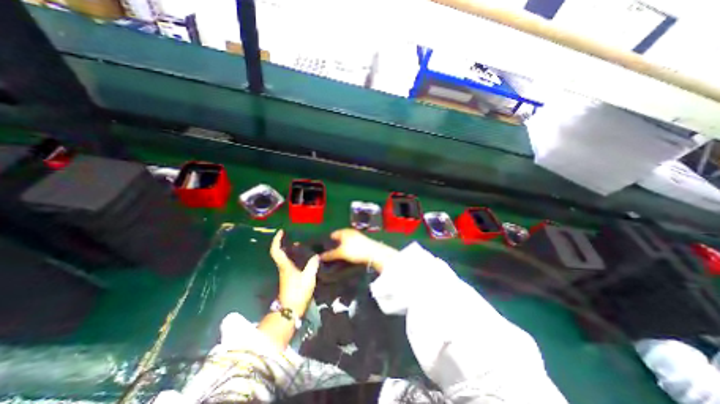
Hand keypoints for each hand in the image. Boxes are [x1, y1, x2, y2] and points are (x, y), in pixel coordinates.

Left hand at [271, 228, 316, 317]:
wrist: (291, 309)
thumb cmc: (297, 292)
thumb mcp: (308, 277)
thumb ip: (312, 265)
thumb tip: (316, 256)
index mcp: (285, 265)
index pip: (276, 250)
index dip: (277, 240)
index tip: (282, 232)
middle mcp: (283, 267)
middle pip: (280, 252)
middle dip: (285, 243)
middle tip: (295, 237)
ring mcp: (286, 273)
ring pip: (286, 258)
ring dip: (291, 250)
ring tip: (302, 245)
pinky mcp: (290, 277)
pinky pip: (291, 263)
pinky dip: (296, 257)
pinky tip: (306, 257)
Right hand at [322, 229, 398, 272]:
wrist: (374, 253)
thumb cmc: (356, 250)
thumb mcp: (341, 253)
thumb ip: (330, 254)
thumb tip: (318, 257)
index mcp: (343, 231)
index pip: (332, 235)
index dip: (327, 242)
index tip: (322, 250)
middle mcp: (350, 232)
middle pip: (339, 238)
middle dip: (334, 246)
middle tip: (328, 255)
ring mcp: (357, 237)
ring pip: (345, 242)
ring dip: (341, 249)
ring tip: (336, 258)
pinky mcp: (362, 243)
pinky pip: (351, 246)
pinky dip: (348, 250)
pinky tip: (346, 257)